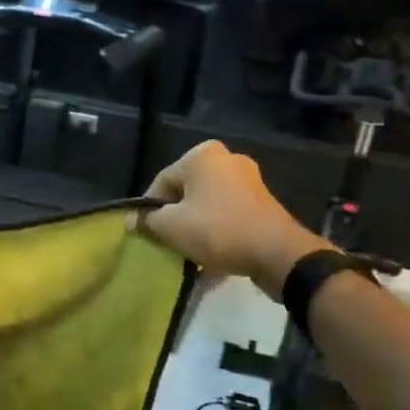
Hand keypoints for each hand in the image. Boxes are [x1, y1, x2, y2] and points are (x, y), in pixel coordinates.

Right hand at [138, 141, 327, 297]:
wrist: (277, 254)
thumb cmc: (218, 230)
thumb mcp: (171, 227)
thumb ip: (147, 220)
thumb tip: (132, 220)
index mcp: (202, 155)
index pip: (162, 181)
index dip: (150, 209)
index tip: (147, 233)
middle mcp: (226, 159)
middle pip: (185, 191)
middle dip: (175, 217)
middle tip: (167, 242)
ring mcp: (248, 179)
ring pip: (207, 204)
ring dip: (195, 226)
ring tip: (188, 251)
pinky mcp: (262, 201)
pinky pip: (227, 213)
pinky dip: (216, 230)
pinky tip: (210, 254)